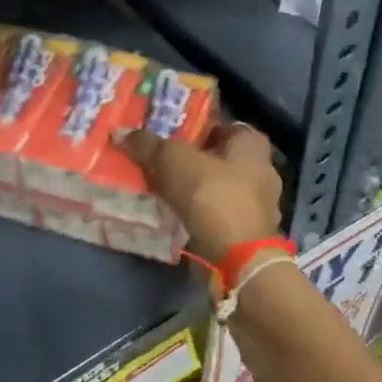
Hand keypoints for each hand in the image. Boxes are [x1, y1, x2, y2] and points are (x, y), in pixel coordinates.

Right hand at [114, 122, 283, 263]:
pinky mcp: (246, 231)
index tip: (168, 134)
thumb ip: (148, 145)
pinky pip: (216, 214)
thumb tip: (119, 132)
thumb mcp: (173, 161)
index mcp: (252, 144)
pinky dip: (198, 213)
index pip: (223, 125)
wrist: (237, 256)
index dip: (196, 127)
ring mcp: (257, 204)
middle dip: (191, 160)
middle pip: (218, 158)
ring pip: (217, 187)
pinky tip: (175, 214)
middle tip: (158, 161)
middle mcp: (262, 170)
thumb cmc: (212, 195)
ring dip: (194, 189)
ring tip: (161, 188)